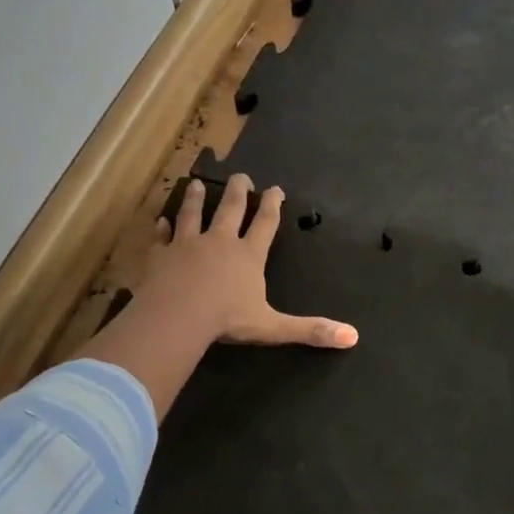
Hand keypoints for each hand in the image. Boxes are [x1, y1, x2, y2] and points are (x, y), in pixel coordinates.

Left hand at [137, 174, 357, 349]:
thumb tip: (352, 337)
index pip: (265, 223)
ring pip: (192, 214)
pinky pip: (162, 237)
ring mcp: (187, 245)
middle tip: (240, 176)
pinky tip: (160, 220)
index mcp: (248, 255)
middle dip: (237, 191)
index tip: (275, 188)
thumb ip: (310, 330)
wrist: (177, 317)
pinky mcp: (160, 255)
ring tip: (195, 184)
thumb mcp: (273, 327)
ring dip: (195, 199)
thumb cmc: (227, 320)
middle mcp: (219, 242)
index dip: (272, 205)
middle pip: (230, 209)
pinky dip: (162, 228)